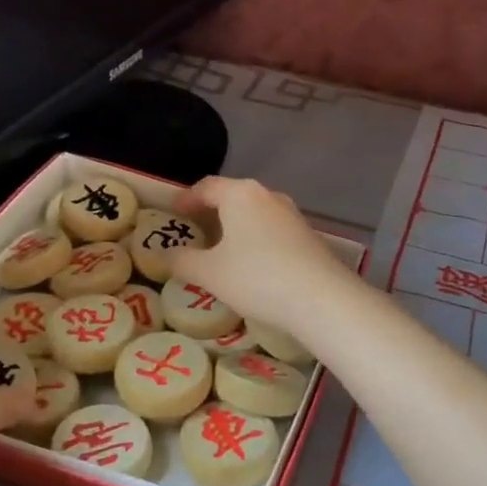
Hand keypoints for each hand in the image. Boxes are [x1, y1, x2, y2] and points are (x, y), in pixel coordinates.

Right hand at [170, 177, 348, 331]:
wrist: (321, 299)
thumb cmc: (257, 277)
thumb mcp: (210, 273)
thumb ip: (183, 261)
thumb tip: (164, 255)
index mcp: (240, 194)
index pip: (206, 186)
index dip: (185, 199)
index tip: (173, 213)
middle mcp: (268, 196)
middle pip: (232, 197)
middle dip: (211, 213)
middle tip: (193, 232)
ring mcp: (292, 215)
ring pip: (254, 214)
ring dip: (235, 227)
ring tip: (220, 250)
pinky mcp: (308, 236)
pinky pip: (272, 230)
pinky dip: (255, 240)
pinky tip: (251, 265)